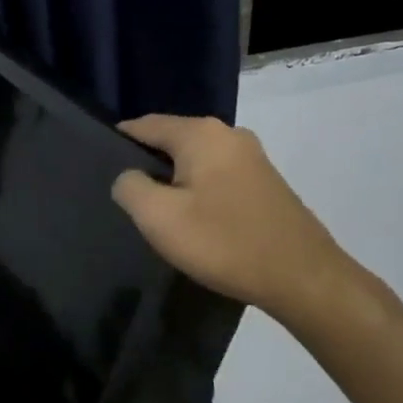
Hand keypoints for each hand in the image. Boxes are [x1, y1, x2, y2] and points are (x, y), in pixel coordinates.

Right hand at [112, 114, 363, 328]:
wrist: (304, 277)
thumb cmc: (224, 242)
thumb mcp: (159, 218)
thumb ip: (129, 187)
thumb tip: (127, 176)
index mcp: (201, 133)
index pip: (145, 125)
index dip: (118, 142)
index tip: (99, 167)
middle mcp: (229, 134)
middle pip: (172, 141)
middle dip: (148, 164)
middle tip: (128, 199)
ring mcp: (252, 157)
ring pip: (196, 161)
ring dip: (175, 181)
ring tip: (159, 214)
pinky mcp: (266, 182)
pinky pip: (218, 177)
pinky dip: (200, 192)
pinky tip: (196, 221)